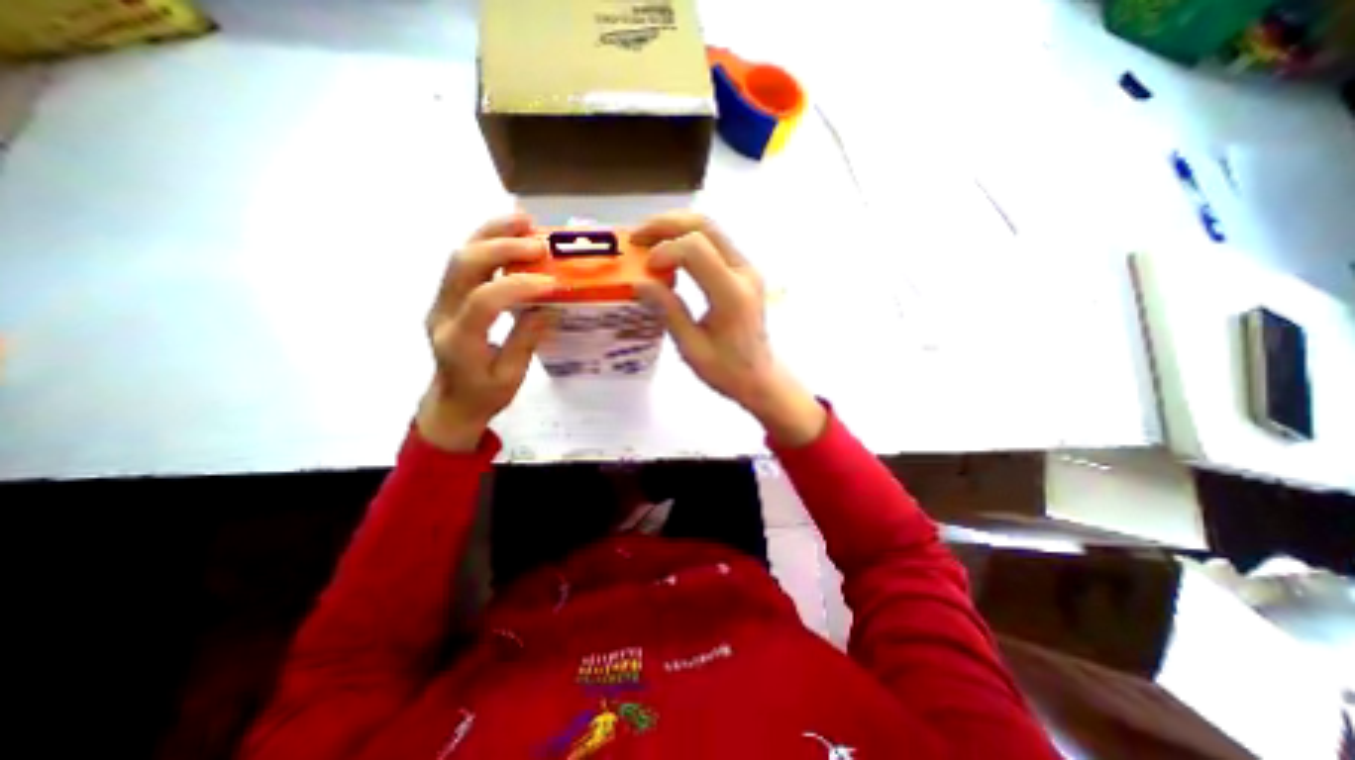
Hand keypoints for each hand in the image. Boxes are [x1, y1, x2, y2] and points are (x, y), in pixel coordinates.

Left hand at [420, 213, 555, 449]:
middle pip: (463, 266)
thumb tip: (549, 306)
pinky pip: (464, 262)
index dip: (519, 286)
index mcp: (459, 341)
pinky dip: (487, 242)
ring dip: (492, 234)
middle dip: (502, 247)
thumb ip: (526, 339)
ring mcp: (441, 302)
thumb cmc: (484, 396)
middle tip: (539, 243)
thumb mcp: (511, 377)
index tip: (553, 283)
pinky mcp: (447, 297)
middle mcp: (443, 314)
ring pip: (459, 256)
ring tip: (524, 220)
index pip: (484, 301)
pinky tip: (510, 234)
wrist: (451, 403)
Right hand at [634, 211, 826, 448]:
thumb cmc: (726, 370)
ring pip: (711, 228)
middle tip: (636, 237)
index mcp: (731, 294)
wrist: (759, 377)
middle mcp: (744, 272)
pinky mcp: (744, 271)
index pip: (696, 249)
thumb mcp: (691, 347)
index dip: (664, 251)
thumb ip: (668, 311)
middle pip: (705, 226)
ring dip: (676, 228)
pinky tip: (669, 251)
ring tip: (647, 240)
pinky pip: (714, 242)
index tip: (645, 270)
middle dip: (666, 224)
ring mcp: (747, 268)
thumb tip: (639, 282)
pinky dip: (687, 239)